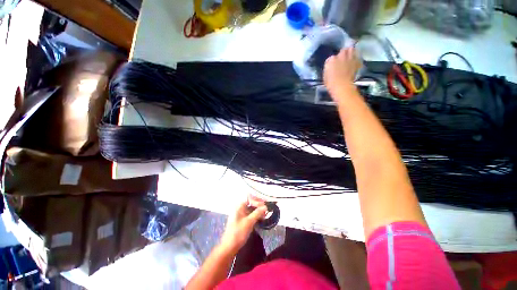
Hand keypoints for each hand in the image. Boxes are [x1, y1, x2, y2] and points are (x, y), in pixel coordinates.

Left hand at [220, 199, 266, 253]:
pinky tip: (261, 219)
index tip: (265, 206)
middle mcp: (239, 208)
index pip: (250, 198)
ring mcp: (240, 215)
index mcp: (239, 206)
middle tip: (267, 210)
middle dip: (259, 206)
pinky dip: (255, 216)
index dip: (258, 201)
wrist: (229, 248)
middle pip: (251, 203)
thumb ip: (257, 213)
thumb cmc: (238, 233)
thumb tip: (265, 207)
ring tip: (265, 215)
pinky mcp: (242, 221)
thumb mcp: (249, 222)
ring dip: (258, 211)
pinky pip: (250, 215)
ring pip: (251, 209)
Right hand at [323, 47, 361, 98]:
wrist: (342, 86)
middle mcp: (340, 56)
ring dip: (350, 51)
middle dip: (342, 53)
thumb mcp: (325, 76)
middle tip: (342, 57)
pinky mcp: (356, 61)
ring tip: (350, 55)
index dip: (332, 61)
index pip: (331, 58)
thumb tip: (331, 67)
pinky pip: (357, 56)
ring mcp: (349, 58)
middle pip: (342, 50)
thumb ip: (328, 69)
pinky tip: (355, 60)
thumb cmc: (331, 83)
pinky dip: (356, 57)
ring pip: (351, 49)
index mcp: (331, 60)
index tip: (333, 65)